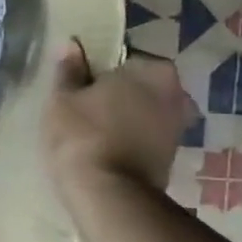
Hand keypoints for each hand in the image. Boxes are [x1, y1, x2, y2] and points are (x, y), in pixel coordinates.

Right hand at [43, 42, 196, 192]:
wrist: (108, 195)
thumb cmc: (83, 134)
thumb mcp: (63, 98)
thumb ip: (69, 70)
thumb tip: (72, 46)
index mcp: (153, 70)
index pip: (126, 58)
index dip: (101, 70)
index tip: (82, 84)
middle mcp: (176, 94)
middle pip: (140, 86)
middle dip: (119, 94)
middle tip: (86, 106)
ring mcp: (178, 128)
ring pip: (145, 113)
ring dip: (126, 118)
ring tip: (93, 130)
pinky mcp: (172, 158)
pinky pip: (146, 137)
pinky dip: (131, 140)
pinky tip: (106, 149)